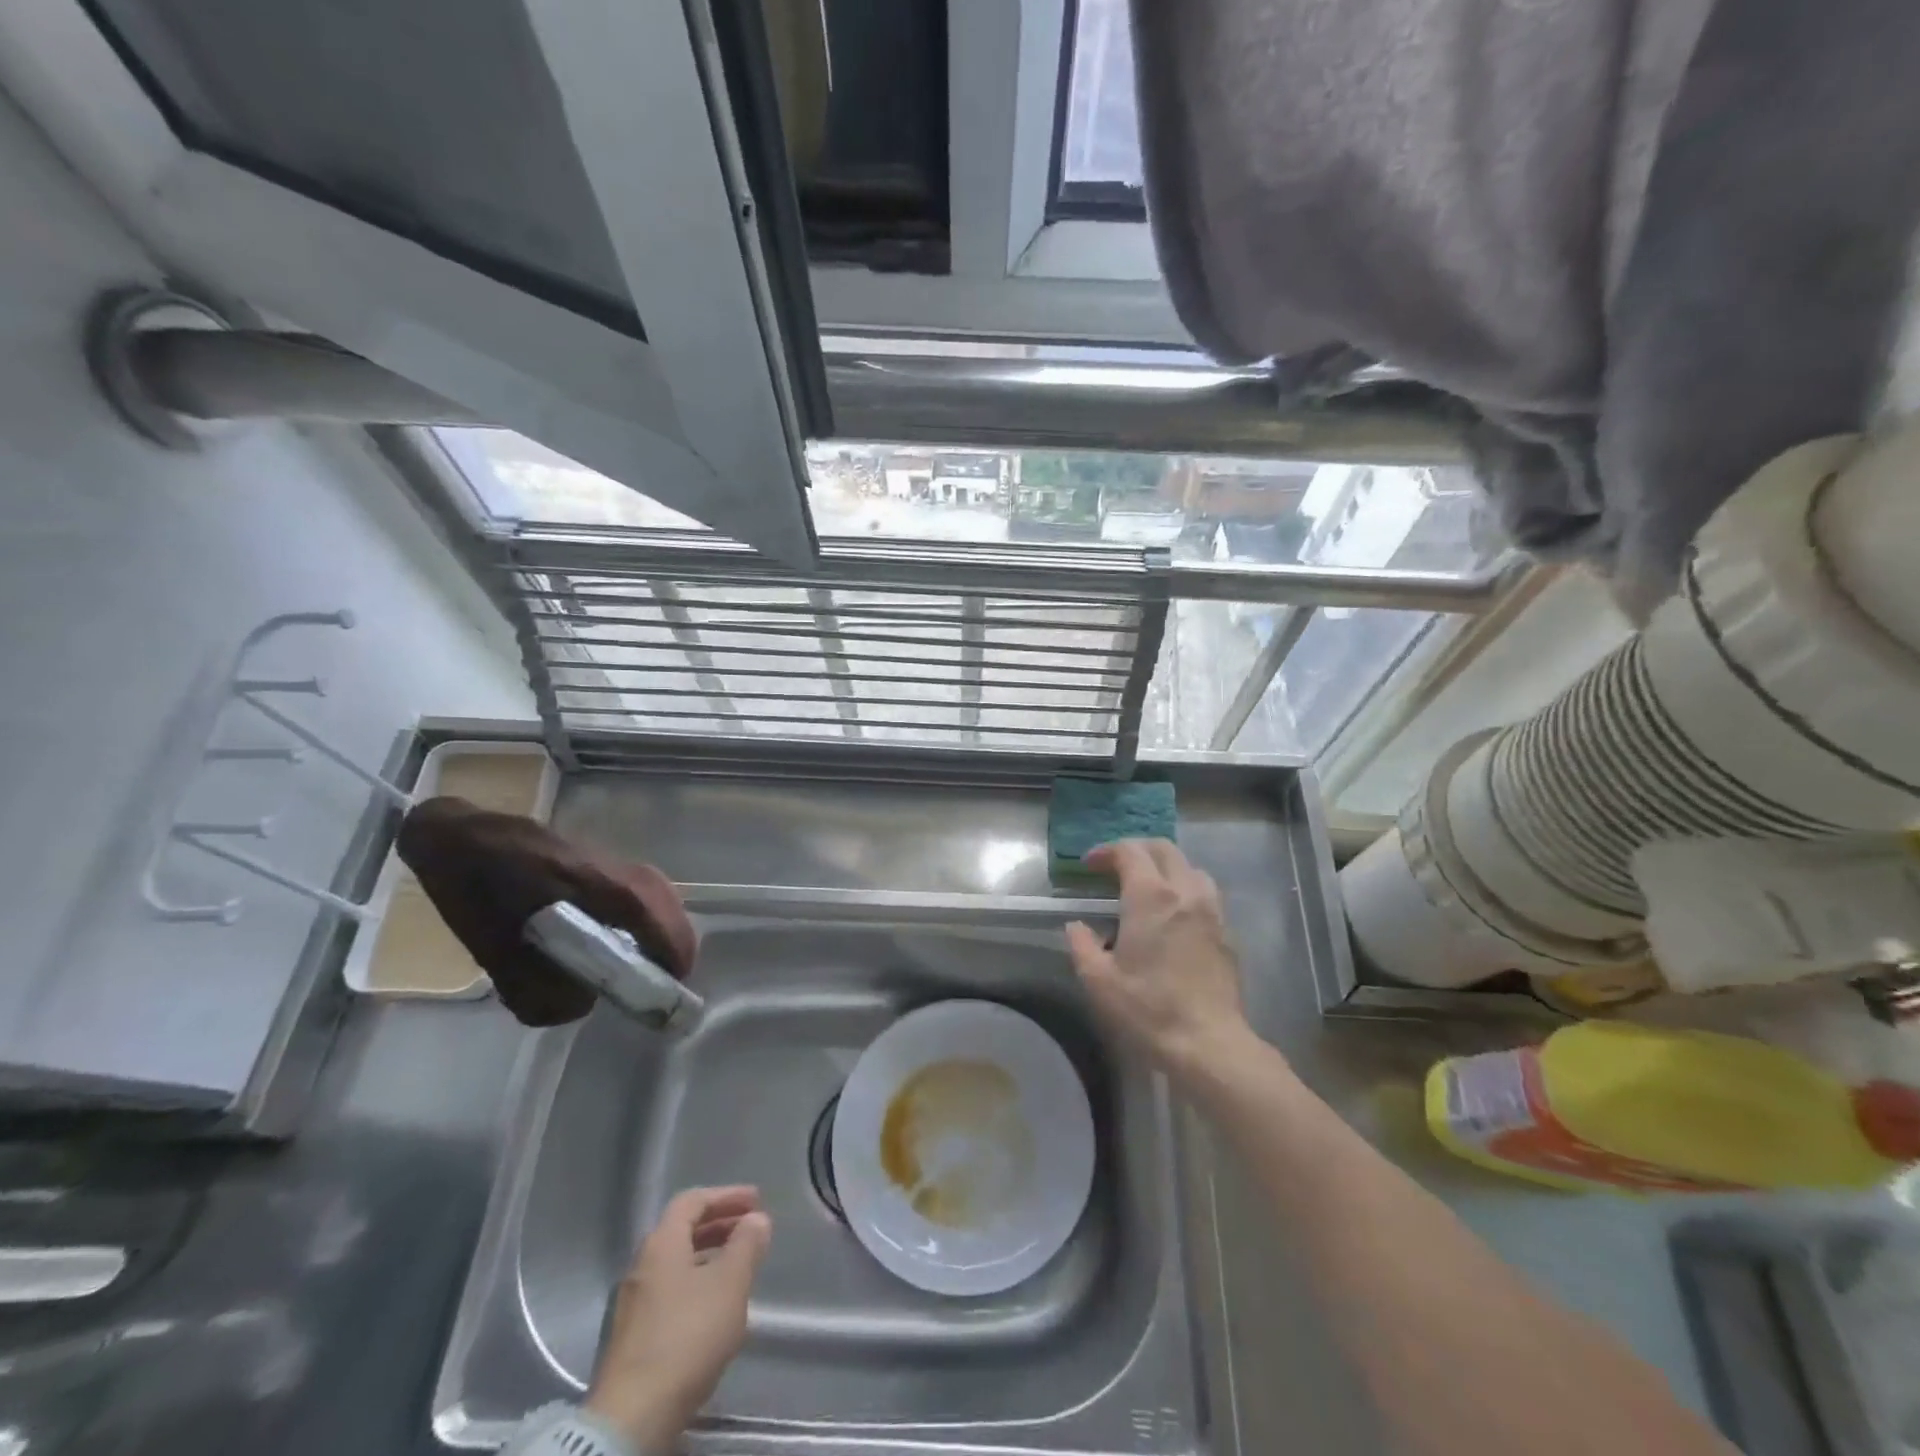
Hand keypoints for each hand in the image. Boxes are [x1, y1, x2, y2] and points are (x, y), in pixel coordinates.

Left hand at [586, 1186, 770, 1453]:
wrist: (632, 1417)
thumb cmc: (687, 1336)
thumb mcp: (729, 1284)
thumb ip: (746, 1245)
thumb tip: (756, 1219)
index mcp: (661, 1244)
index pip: (692, 1201)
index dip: (726, 1195)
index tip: (756, 1200)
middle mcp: (642, 1266)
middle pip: (682, 1231)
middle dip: (720, 1225)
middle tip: (751, 1228)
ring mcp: (633, 1304)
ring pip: (677, 1264)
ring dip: (710, 1257)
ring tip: (740, 1267)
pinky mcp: (633, 1338)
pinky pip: (671, 1293)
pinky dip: (697, 1285)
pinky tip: (716, 1308)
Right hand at [1065, 840, 1254, 1084]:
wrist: (1208, 1042)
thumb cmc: (1149, 1008)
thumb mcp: (1099, 981)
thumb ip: (1082, 945)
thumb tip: (1077, 927)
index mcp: (1151, 896)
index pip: (1130, 851)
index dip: (1107, 851)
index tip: (1090, 865)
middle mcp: (1185, 892)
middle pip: (1163, 849)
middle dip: (1136, 850)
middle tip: (1115, 867)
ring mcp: (1211, 910)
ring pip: (1190, 868)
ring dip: (1165, 867)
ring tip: (1147, 887)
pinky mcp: (1227, 932)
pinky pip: (1204, 893)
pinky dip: (1184, 890)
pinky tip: (1173, 916)